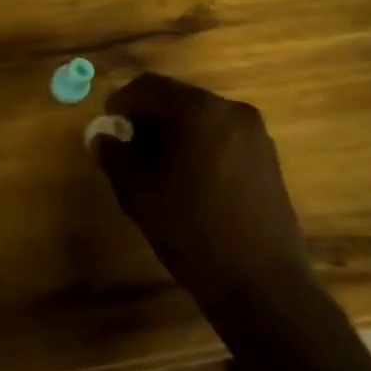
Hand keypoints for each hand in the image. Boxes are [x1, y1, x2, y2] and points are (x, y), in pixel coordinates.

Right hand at [90, 73, 313, 317]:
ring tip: (157, 166)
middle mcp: (230, 110)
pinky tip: (189, 179)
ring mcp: (255, 134)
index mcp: (197, 110)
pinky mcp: (268, 159)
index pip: (148, 86)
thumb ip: (115, 155)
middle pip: (177, 99)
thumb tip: (102, 137)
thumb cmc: (191, 228)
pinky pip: (222, 137)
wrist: (261, 284)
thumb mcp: (139, 191)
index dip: (121, 102)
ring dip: (175, 132)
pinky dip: (200, 145)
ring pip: (201, 118)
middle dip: (149, 117)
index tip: (108, 126)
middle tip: (128, 146)